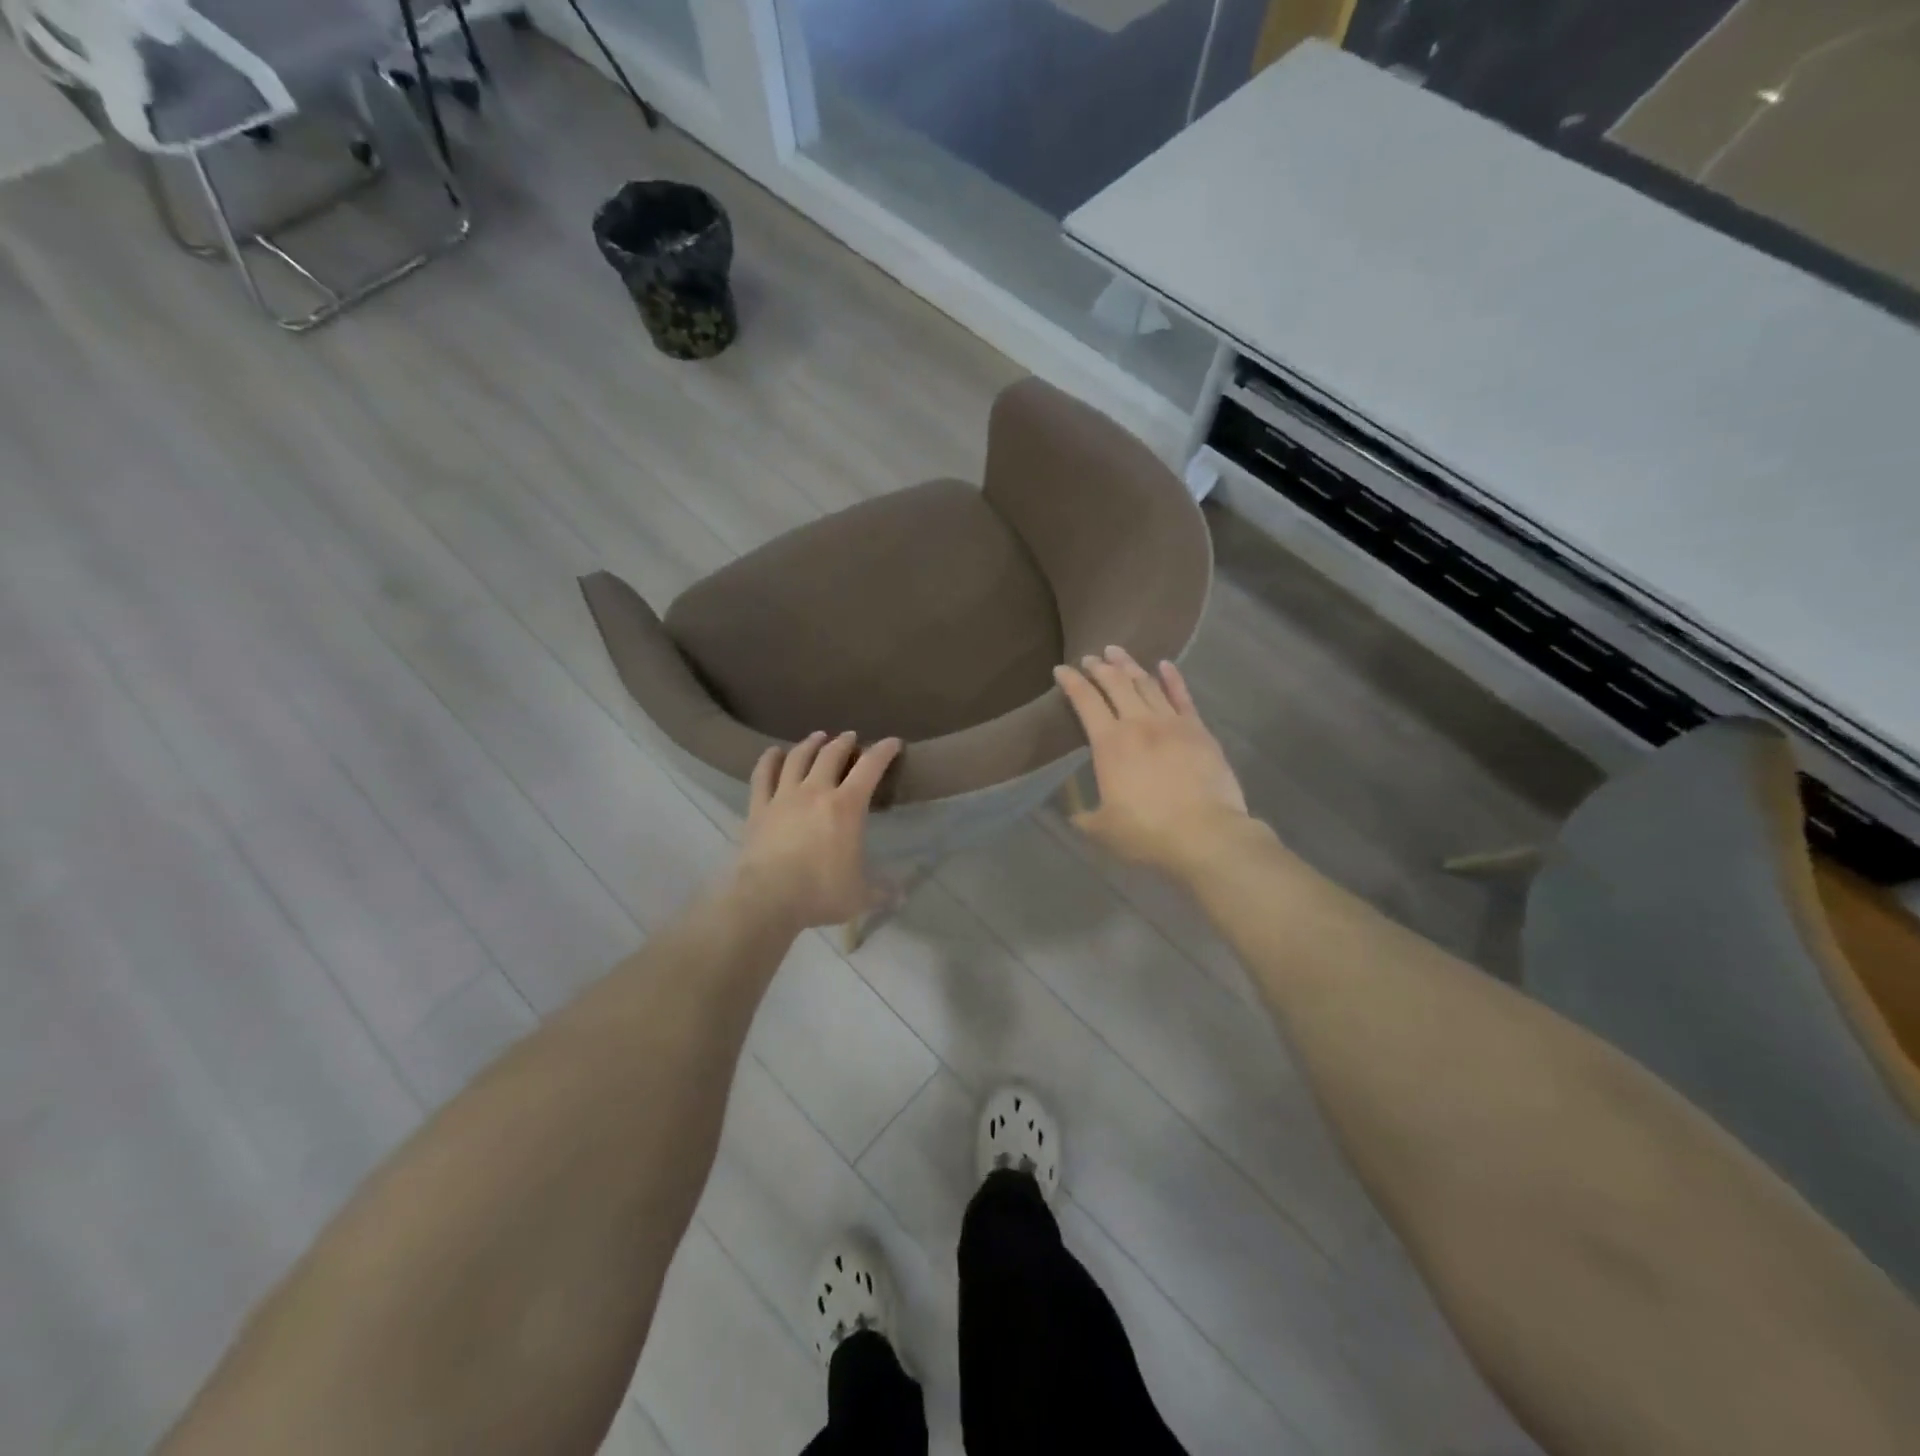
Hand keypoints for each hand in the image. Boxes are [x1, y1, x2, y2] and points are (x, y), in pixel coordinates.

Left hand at [732, 731, 901, 929]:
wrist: (767, 898)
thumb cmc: (821, 893)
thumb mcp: (860, 896)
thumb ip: (882, 891)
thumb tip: (902, 896)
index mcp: (847, 806)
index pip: (870, 767)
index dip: (883, 750)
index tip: (893, 742)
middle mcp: (816, 791)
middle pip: (831, 755)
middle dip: (844, 742)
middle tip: (850, 738)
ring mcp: (784, 796)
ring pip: (797, 758)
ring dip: (810, 744)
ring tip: (817, 737)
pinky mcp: (758, 808)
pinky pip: (762, 775)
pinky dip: (768, 760)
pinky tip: (773, 752)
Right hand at [1054, 647, 1249, 877]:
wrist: (1205, 835)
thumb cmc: (1147, 833)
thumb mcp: (1101, 829)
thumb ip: (1083, 816)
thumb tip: (1073, 812)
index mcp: (1109, 743)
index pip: (1085, 701)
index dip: (1071, 682)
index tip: (1061, 669)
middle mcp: (1138, 723)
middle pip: (1116, 684)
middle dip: (1100, 667)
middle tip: (1090, 657)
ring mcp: (1172, 723)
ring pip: (1147, 684)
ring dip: (1129, 666)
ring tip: (1117, 652)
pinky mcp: (1199, 731)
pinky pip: (1182, 697)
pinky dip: (1172, 678)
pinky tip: (1164, 665)